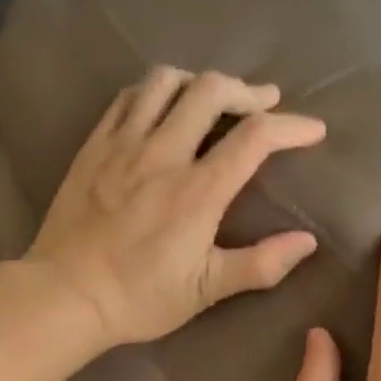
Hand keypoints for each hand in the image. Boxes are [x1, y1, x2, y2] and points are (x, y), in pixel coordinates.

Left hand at [27, 67, 327, 346]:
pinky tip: (164, 106)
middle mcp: (163, 154)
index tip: (313, 130)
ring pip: (165, 82)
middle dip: (247, 90)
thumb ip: (260, 264)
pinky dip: (155, 91)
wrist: (66, 295)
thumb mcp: (206, 290)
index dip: (291, 127)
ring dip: (199, 81)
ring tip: (214, 98)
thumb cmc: (141, 298)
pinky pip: (128, 97)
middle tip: (265, 103)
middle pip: (211, 90)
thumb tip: (307, 242)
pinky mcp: (95, 146)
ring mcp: (124, 144)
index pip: (255, 138)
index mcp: (198, 192)